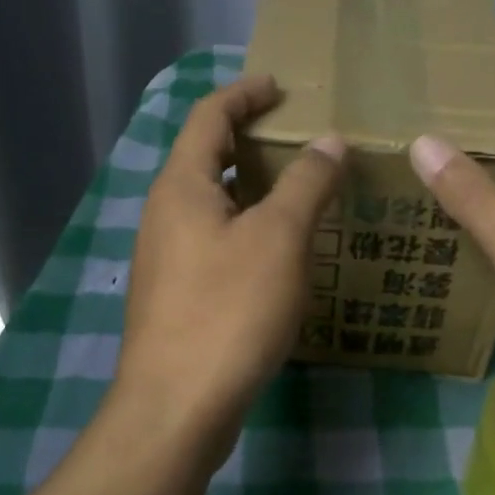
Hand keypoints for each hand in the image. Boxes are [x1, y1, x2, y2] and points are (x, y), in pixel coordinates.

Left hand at [114, 74, 344, 466]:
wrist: (176, 408)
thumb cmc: (228, 310)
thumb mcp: (279, 238)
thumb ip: (306, 183)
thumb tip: (330, 142)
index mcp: (182, 186)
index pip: (209, 115)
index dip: (245, 93)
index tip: (281, 86)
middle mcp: (165, 212)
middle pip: (208, 155)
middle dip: (251, 138)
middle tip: (300, 136)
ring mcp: (167, 256)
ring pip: (213, 201)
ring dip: (252, 185)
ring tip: (300, 187)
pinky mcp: (177, 293)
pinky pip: (215, 238)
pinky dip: (247, 225)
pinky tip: (281, 248)